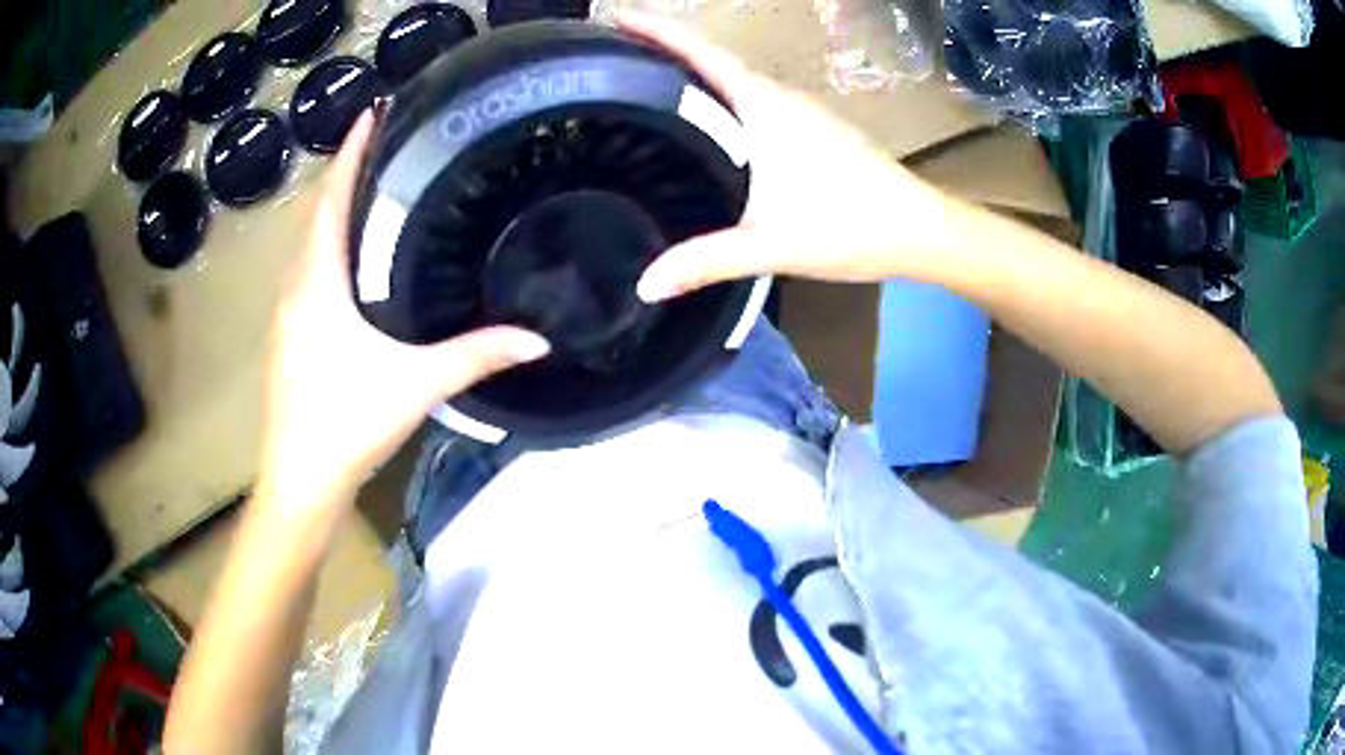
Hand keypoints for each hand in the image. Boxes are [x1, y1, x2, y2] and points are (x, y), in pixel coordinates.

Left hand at [257, 112, 549, 512]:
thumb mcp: (417, 384)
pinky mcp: (287, 341)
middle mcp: (295, 289)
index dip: (349, 152)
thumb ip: (476, 356)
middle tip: (390, 149)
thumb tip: (539, 338)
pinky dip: (328, 254)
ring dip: (334, 216)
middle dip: (346, 177)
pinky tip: (354, 268)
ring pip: (308, 248)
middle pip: (316, 216)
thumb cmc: (347, 422)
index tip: (372, 113)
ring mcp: (286, 317)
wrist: (300, 483)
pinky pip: (306, 278)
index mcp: (318, 283)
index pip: (330, 199)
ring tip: (377, 196)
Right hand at [619, 13, 952, 302]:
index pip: (699, 53)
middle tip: (607, 62)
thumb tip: (643, 285)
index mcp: (763, 106)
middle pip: (710, 61)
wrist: (921, 230)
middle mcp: (779, 96)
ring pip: (733, 82)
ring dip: (691, 77)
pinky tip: (704, 127)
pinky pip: (752, 102)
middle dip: (660, 52)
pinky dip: (719, 101)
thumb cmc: (851, 225)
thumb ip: (707, 261)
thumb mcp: (772, 245)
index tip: (612, 17)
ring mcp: (800, 110)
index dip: (654, 30)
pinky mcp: (813, 129)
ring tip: (640, 92)